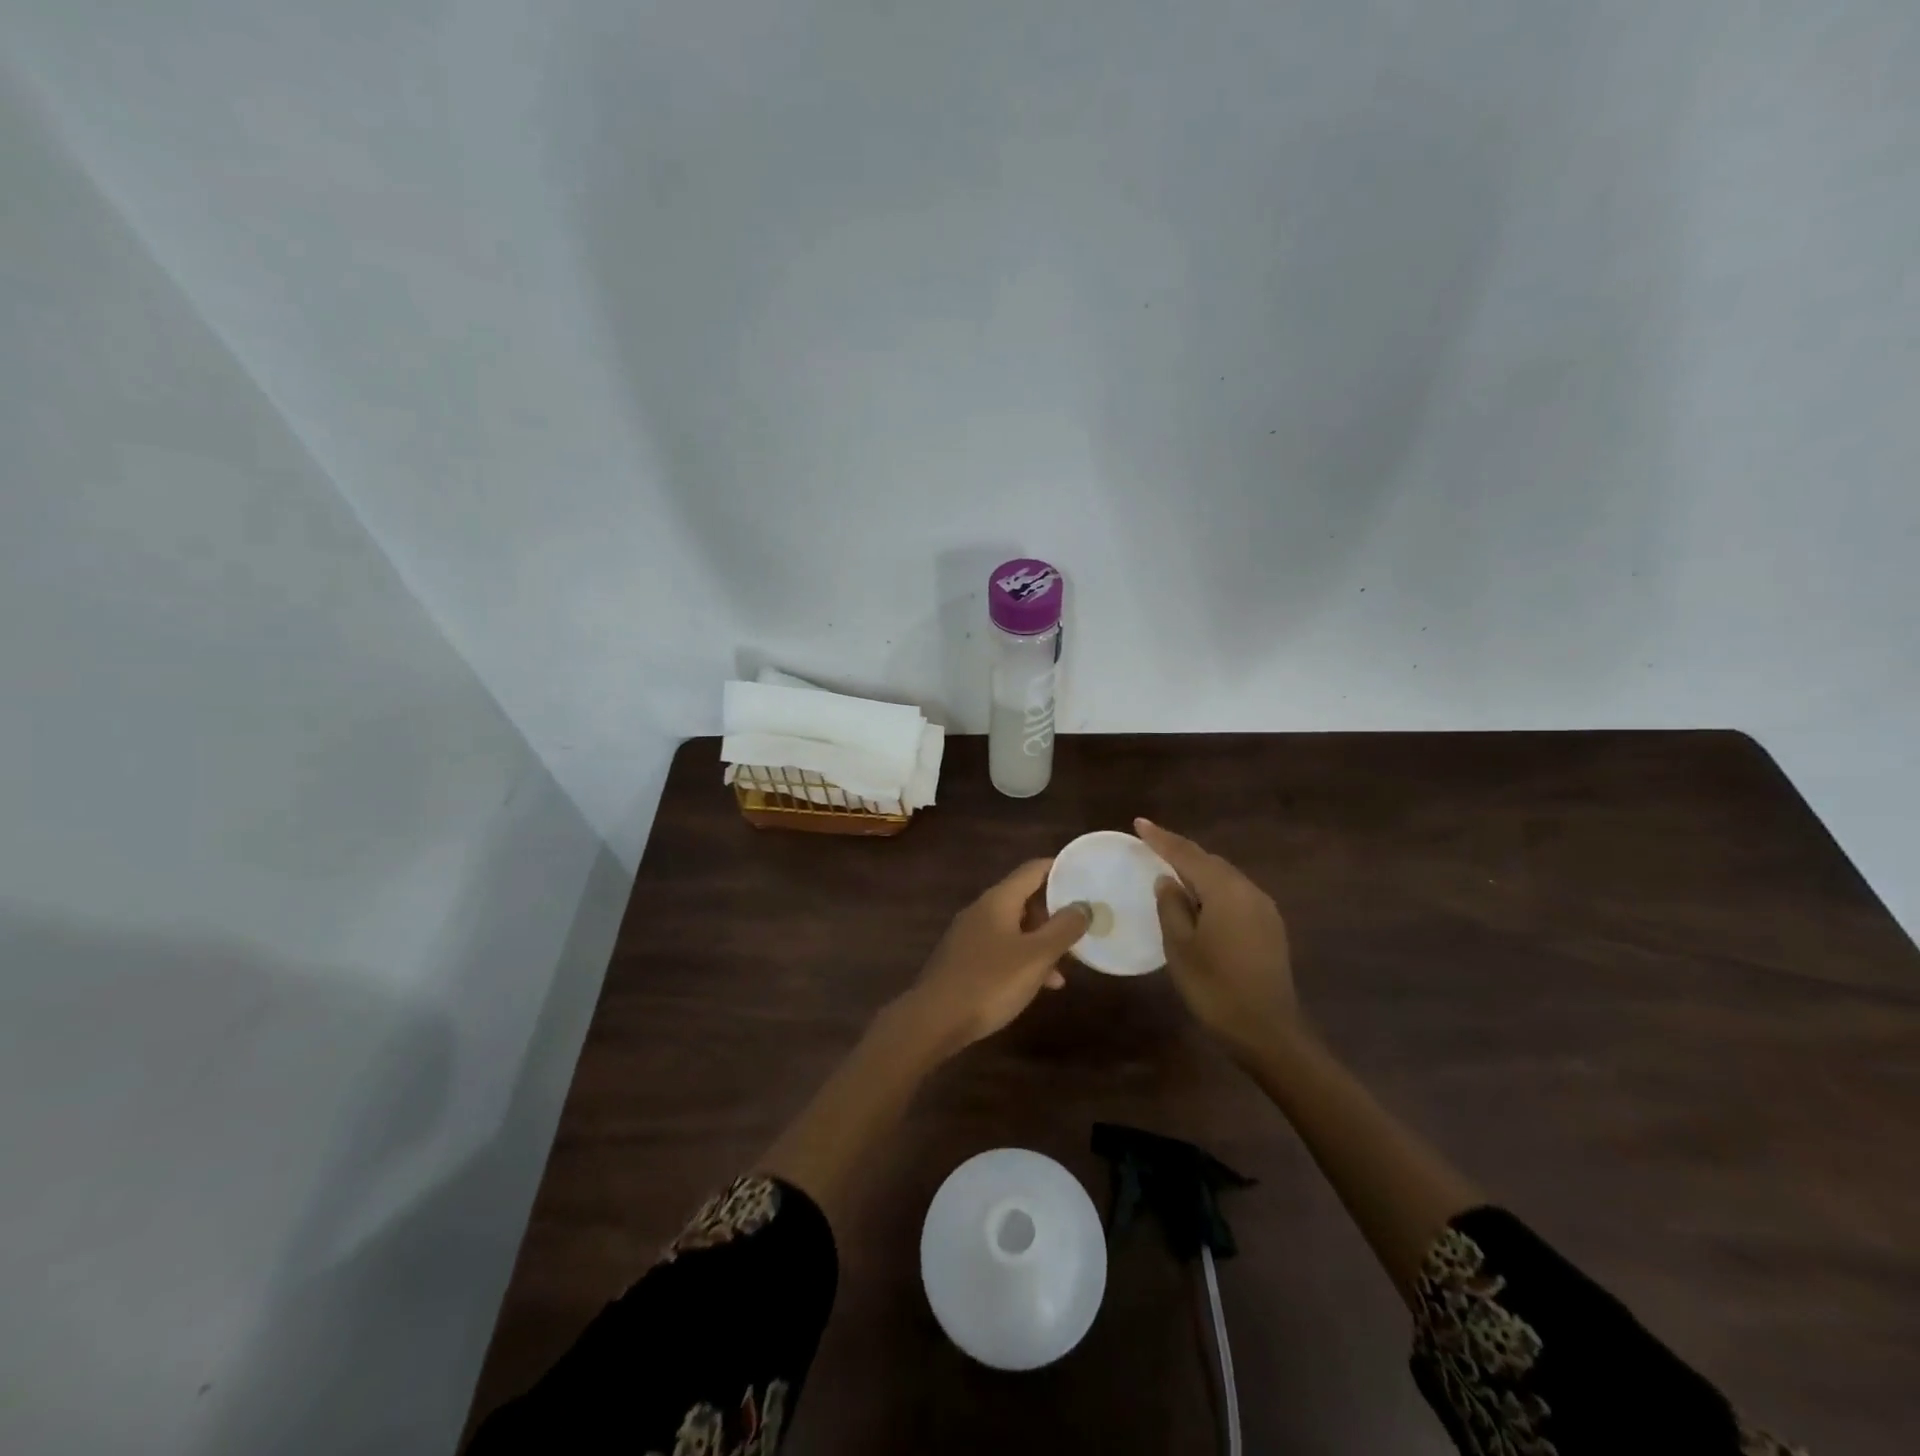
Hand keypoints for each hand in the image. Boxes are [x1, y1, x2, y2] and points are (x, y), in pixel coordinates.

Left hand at [897, 858, 1089, 1056]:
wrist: (934, 1020)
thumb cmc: (989, 982)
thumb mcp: (1036, 957)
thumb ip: (1063, 929)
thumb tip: (1083, 905)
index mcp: (998, 900)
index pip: (1033, 870)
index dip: (1060, 869)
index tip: (1085, 874)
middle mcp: (982, 910)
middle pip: (1024, 898)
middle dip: (1054, 912)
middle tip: (1082, 925)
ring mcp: (970, 935)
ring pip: (1015, 928)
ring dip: (1041, 941)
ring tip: (1066, 965)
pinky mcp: (964, 960)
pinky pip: (1002, 949)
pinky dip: (1024, 959)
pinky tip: (1040, 985)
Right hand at [1135, 818, 1297, 1057]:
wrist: (1269, 1032)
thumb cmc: (1215, 988)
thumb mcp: (1180, 947)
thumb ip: (1171, 907)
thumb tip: (1167, 881)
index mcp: (1225, 891)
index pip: (1187, 854)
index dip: (1161, 838)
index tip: (1139, 823)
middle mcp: (1249, 890)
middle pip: (1209, 862)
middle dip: (1180, 852)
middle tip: (1151, 847)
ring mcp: (1264, 909)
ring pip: (1224, 878)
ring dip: (1198, 872)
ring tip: (1171, 872)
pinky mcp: (1270, 927)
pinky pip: (1236, 895)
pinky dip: (1213, 890)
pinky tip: (1199, 902)